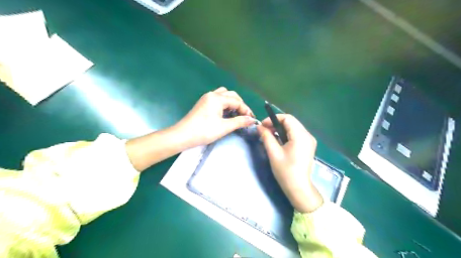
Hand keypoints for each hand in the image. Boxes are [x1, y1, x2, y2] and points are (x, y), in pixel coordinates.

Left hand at [175, 87, 257, 146]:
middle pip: (231, 95)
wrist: (183, 136)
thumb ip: (240, 122)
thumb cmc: (204, 131)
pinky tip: (226, 113)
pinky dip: (225, 104)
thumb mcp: (224, 127)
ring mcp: (206, 98)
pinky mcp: (203, 103)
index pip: (237, 101)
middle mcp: (212, 94)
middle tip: (245, 116)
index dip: (246, 110)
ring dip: (232, 103)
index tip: (252, 119)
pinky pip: (218, 99)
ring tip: (236, 114)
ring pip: (224, 95)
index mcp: (217, 98)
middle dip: (240, 104)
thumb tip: (252, 120)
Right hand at [256, 114, 322, 212]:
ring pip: (293, 127)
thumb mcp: (273, 153)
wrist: (298, 188)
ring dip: (280, 129)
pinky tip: (278, 140)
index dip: (273, 119)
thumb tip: (259, 127)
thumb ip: (266, 137)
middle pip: (291, 122)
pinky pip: (296, 134)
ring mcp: (309, 141)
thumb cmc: (285, 171)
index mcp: (301, 136)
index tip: (263, 125)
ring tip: (269, 135)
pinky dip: (286, 134)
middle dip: (276, 123)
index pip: (287, 118)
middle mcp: (308, 135)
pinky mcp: (308, 146)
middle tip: (264, 130)